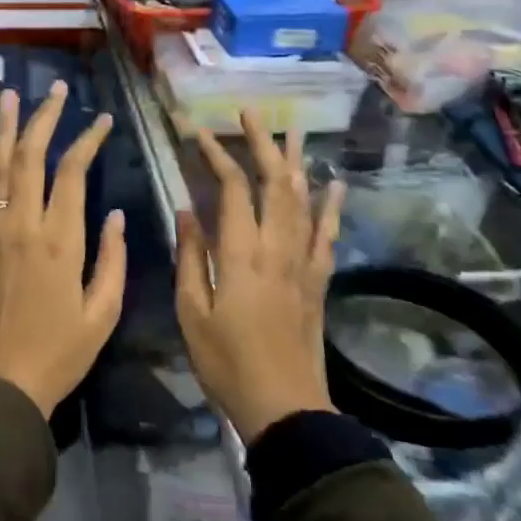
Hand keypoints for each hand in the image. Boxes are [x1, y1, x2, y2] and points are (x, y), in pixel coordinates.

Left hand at [0, 82, 126, 417]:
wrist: (0, 382)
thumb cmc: (60, 351)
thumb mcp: (103, 313)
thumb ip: (111, 259)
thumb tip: (114, 213)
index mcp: (61, 240)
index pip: (74, 172)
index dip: (87, 140)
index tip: (101, 120)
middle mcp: (24, 224)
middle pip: (32, 155)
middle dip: (44, 117)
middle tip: (54, 89)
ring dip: (5, 127)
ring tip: (11, 95)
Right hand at [175, 112, 345, 442]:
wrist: (285, 407)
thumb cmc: (227, 363)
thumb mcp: (192, 312)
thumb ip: (190, 257)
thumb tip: (186, 211)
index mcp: (242, 254)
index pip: (233, 189)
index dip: (218, 156)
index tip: (200, 133)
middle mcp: (278, 248)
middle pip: (276, 183)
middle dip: (263, 143)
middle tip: (251, 113)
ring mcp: (303, 263)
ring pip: (303, 200)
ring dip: (296, 162)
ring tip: (292, 131)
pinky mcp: (318, 281)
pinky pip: (327, 234)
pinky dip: (331, 205)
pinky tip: (334, 184)